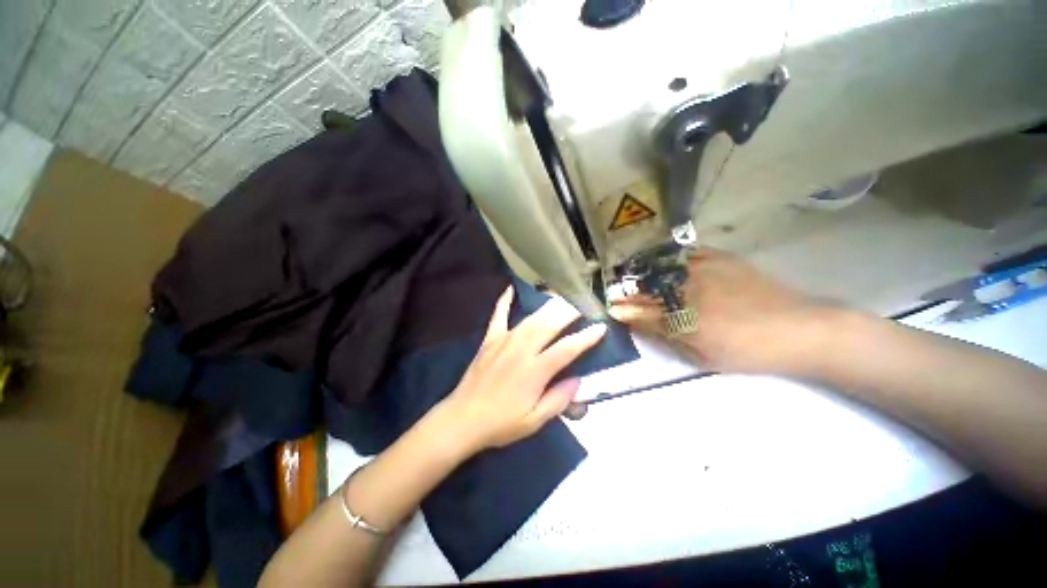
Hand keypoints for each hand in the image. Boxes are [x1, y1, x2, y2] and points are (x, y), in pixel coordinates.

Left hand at [440, 287, 607, 451]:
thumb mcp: (534, 421)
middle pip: (549, 324)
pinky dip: (504, 301)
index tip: (600, 327)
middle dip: (569, 311)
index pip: (567, 349)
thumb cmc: (501, 423)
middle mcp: (521, 350)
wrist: (462, 419)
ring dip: (548, 305)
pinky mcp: (490, 340)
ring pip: (530, 318)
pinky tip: (510, 288)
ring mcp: (504, 341)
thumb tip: (578, 380)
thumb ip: (558, 400)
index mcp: (535, 371)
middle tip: (583, 303)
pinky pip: (498, 315)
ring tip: (561, 296)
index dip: (586, 337)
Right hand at [609, 247, 835, 375]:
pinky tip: (662, 261)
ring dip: (643, 274)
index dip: (625, 311)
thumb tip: (642, 326)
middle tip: (615, 292)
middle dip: (628, 292)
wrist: (799, 328)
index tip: (612, 309)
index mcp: (684, 319)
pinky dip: (670, 258)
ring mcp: (703, 272)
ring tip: (630, 275)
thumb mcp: (703, 356)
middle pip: (648, 291)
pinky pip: (687, 255)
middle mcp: (688, 292)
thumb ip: (668, 338)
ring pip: (662, 271)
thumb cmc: (748, 351)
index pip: (644, 313)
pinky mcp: (720, 260)